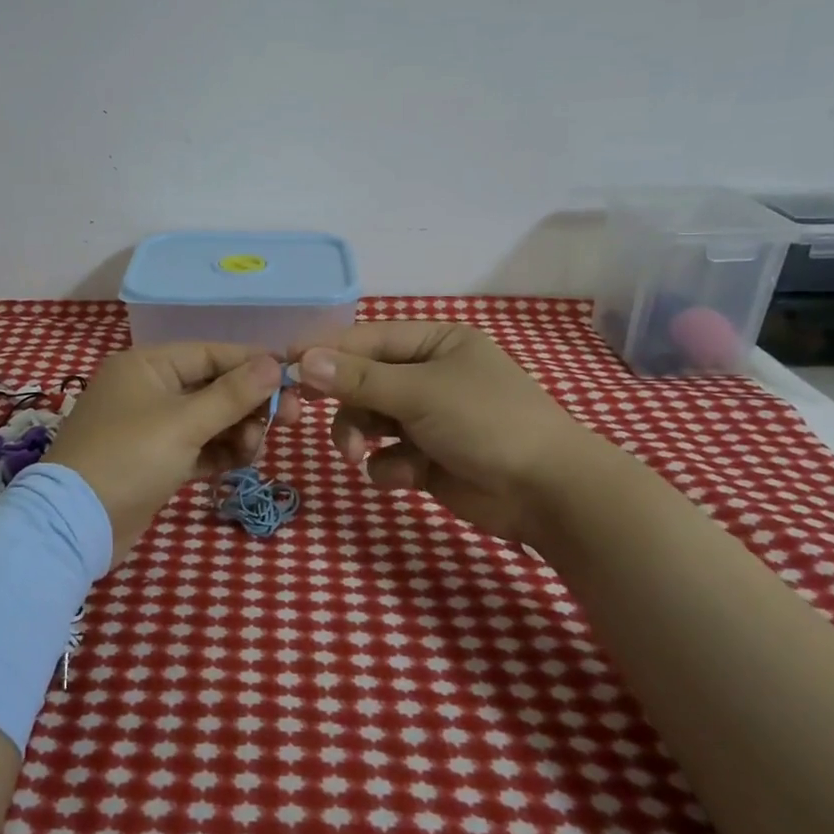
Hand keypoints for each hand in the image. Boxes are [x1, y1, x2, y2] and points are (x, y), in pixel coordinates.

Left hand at [46, 343, 300, 559]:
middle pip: (213, 386)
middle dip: (249, 404)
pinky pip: (197, 446)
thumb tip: (274, 363)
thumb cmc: (130, 458)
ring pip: (208, 419)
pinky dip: (219, 452)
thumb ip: (233, 394)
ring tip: (254, 451)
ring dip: (237, 431)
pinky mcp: (154, 460)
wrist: (76, 525)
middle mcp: (148, 388)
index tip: (292, 378)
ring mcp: (150, 426)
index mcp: (148, 365)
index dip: (253, 363)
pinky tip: (242, 462)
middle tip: (290, 420)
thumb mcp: (185, 423)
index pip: (211, 353)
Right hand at [296, 322, 613, 545]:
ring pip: (370, 421)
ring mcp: (429, 419)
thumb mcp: (419, 392)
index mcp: (435, 343)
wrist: (548, 492)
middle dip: (343, 403)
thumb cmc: (486, 421)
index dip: (326, 351)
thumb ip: (358, 378)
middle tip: (304, 411)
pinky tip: (405, 476)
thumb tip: (302, 359)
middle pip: (363, 381)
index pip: (367, 340)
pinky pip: (388, 455)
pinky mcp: (429, 459)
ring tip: (361, 456)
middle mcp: (430, 375)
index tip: (285, 364)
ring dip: (359, 437)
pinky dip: (389, 466)